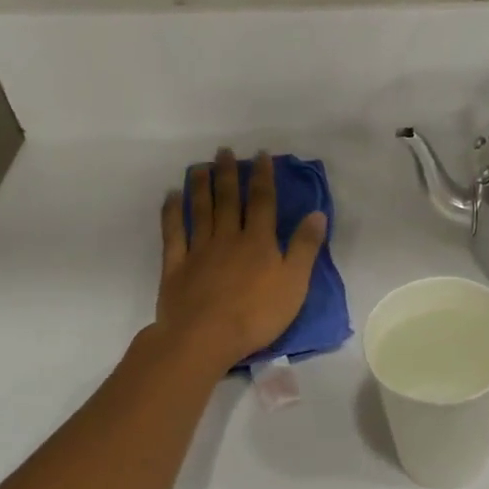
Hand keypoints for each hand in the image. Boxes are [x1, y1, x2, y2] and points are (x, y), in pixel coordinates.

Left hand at [156, 148, 327, 368]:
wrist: (205, 337)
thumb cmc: (257, 314)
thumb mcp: (295, 283)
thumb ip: (305, 247)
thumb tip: (317, 213)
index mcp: (259, 241)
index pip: (262, 201)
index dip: (263, 177)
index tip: (261, 155)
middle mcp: (228, 237)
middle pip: (228, 200)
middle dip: (228, 174)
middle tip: (224, 151)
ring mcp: (199, 250)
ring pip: (200, 210)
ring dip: (201, 186)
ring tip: (200, 165)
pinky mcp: (176, 266)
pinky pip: (173, 233)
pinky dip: (172, 212)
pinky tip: (171, 197)